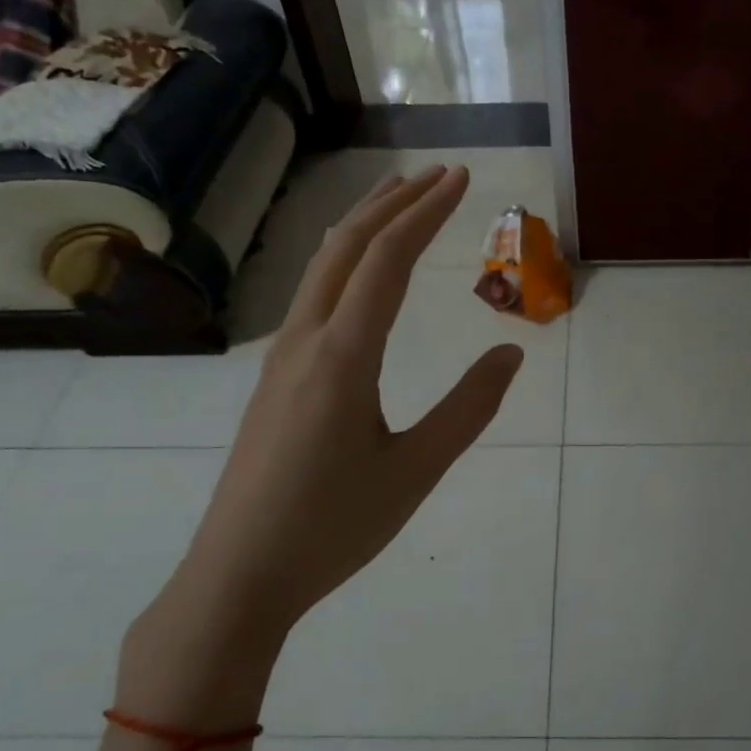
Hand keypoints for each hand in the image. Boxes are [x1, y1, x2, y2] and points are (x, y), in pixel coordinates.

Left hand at [120, 165, 521, 722]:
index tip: (461, 178)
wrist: (239, 576)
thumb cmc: (334, 527)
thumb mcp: (416, 469)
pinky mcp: (274, 378)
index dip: (427, 212)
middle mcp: (306, 340)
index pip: (388, 260)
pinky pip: (312, 296)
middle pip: (348, 246)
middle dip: (395, 203)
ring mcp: (281, 357)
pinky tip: (358, 272)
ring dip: (364, 226)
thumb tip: (511, 350)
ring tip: (399, 201)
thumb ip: (468, 407)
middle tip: (438, 175)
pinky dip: (345, 261)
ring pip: (323, 267)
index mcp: (343, 357)